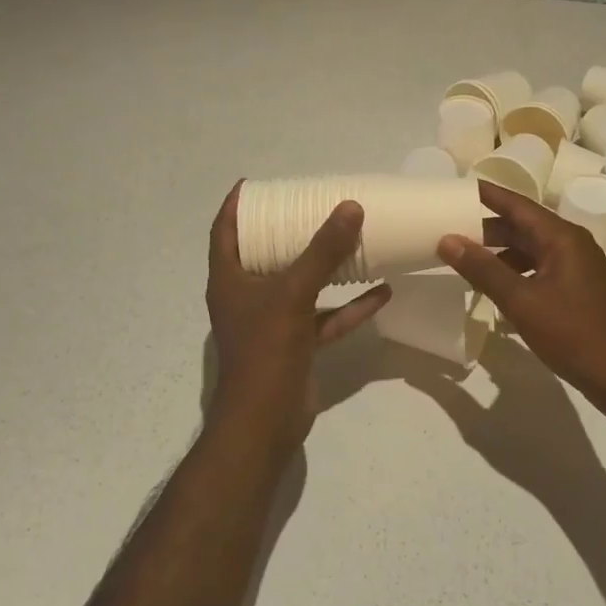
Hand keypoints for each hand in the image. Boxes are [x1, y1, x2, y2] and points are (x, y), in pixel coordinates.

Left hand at [206, 182, 389, 445]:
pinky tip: (381, 291)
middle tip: (313, 204)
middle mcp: (247, 296)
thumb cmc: (265, 351)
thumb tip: (350, 207)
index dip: (236, 205)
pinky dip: (349, 306)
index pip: (224, 230)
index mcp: (230, 279)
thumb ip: (322, 252)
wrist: (265, 423)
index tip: (257, 182)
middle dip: (288, 230)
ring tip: (351, 239)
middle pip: (265, 253)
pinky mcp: (297, 344)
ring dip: (325, 266)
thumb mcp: (292, 294)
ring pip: (300, 284)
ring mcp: (273, 322)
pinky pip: (325, 317)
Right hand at [439, 181, 605, 400]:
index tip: (459, 187)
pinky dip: (515, 269)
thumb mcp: (520, 300)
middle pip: (524, 226)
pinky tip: (497, 285)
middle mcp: (572, 243)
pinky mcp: (577, 287)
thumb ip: (482, 269)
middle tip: (451, 229)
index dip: (488, 195)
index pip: (518, 205)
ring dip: (500, 251)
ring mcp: (577, 266)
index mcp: (562, 237)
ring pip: (530, 248)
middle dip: (488, 228)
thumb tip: (447, 240)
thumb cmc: (570, 332)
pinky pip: (539, 266)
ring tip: (467, 259)